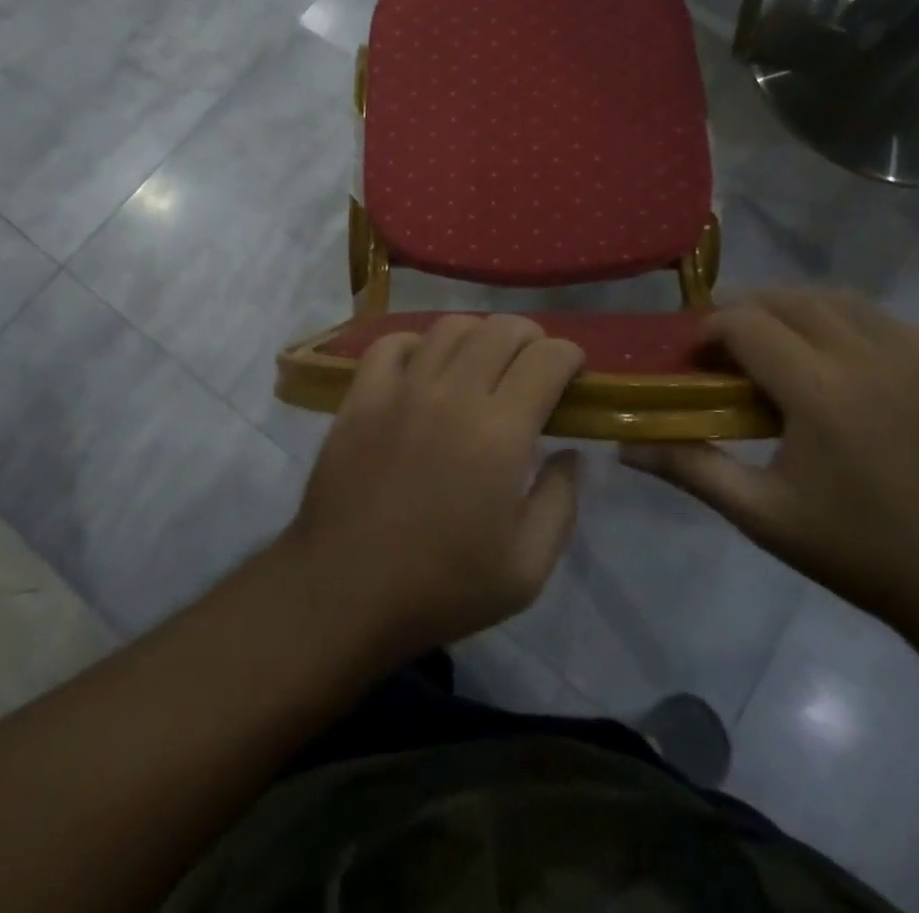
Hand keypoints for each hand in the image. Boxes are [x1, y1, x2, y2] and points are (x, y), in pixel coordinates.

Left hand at [280, 315, 585, 662]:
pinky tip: (425, 366)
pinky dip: (418, 343)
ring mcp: (401, 389)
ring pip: (450, 327)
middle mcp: (453, 395)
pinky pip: (392, 343)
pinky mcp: (362, 396)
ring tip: (485, 360)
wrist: (345, 592)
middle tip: (535, 363)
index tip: (573, 372)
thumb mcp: (527, 569)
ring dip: (480, 333)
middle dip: (531, 336)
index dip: (569, 356)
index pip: (546, 359)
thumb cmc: (442, 587)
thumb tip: (570, 453)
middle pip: (501, 330)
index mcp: (500, 433)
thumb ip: (561, 502)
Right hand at [622, 289, 918, 627]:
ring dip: (795, 308)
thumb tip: (625, 449)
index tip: (695, 358)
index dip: (710, 330)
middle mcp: (866, 357)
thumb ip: (692, 468)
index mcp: (819, 390)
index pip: (747, 323)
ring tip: (776, 342)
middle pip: (789, 300)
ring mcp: (915, 358)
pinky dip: (848, 320)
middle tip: (726, 347)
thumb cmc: (861, 551)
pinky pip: (886, 319)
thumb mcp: (764, 515)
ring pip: (839, 300)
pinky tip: (839, 353)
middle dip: (746, 310)